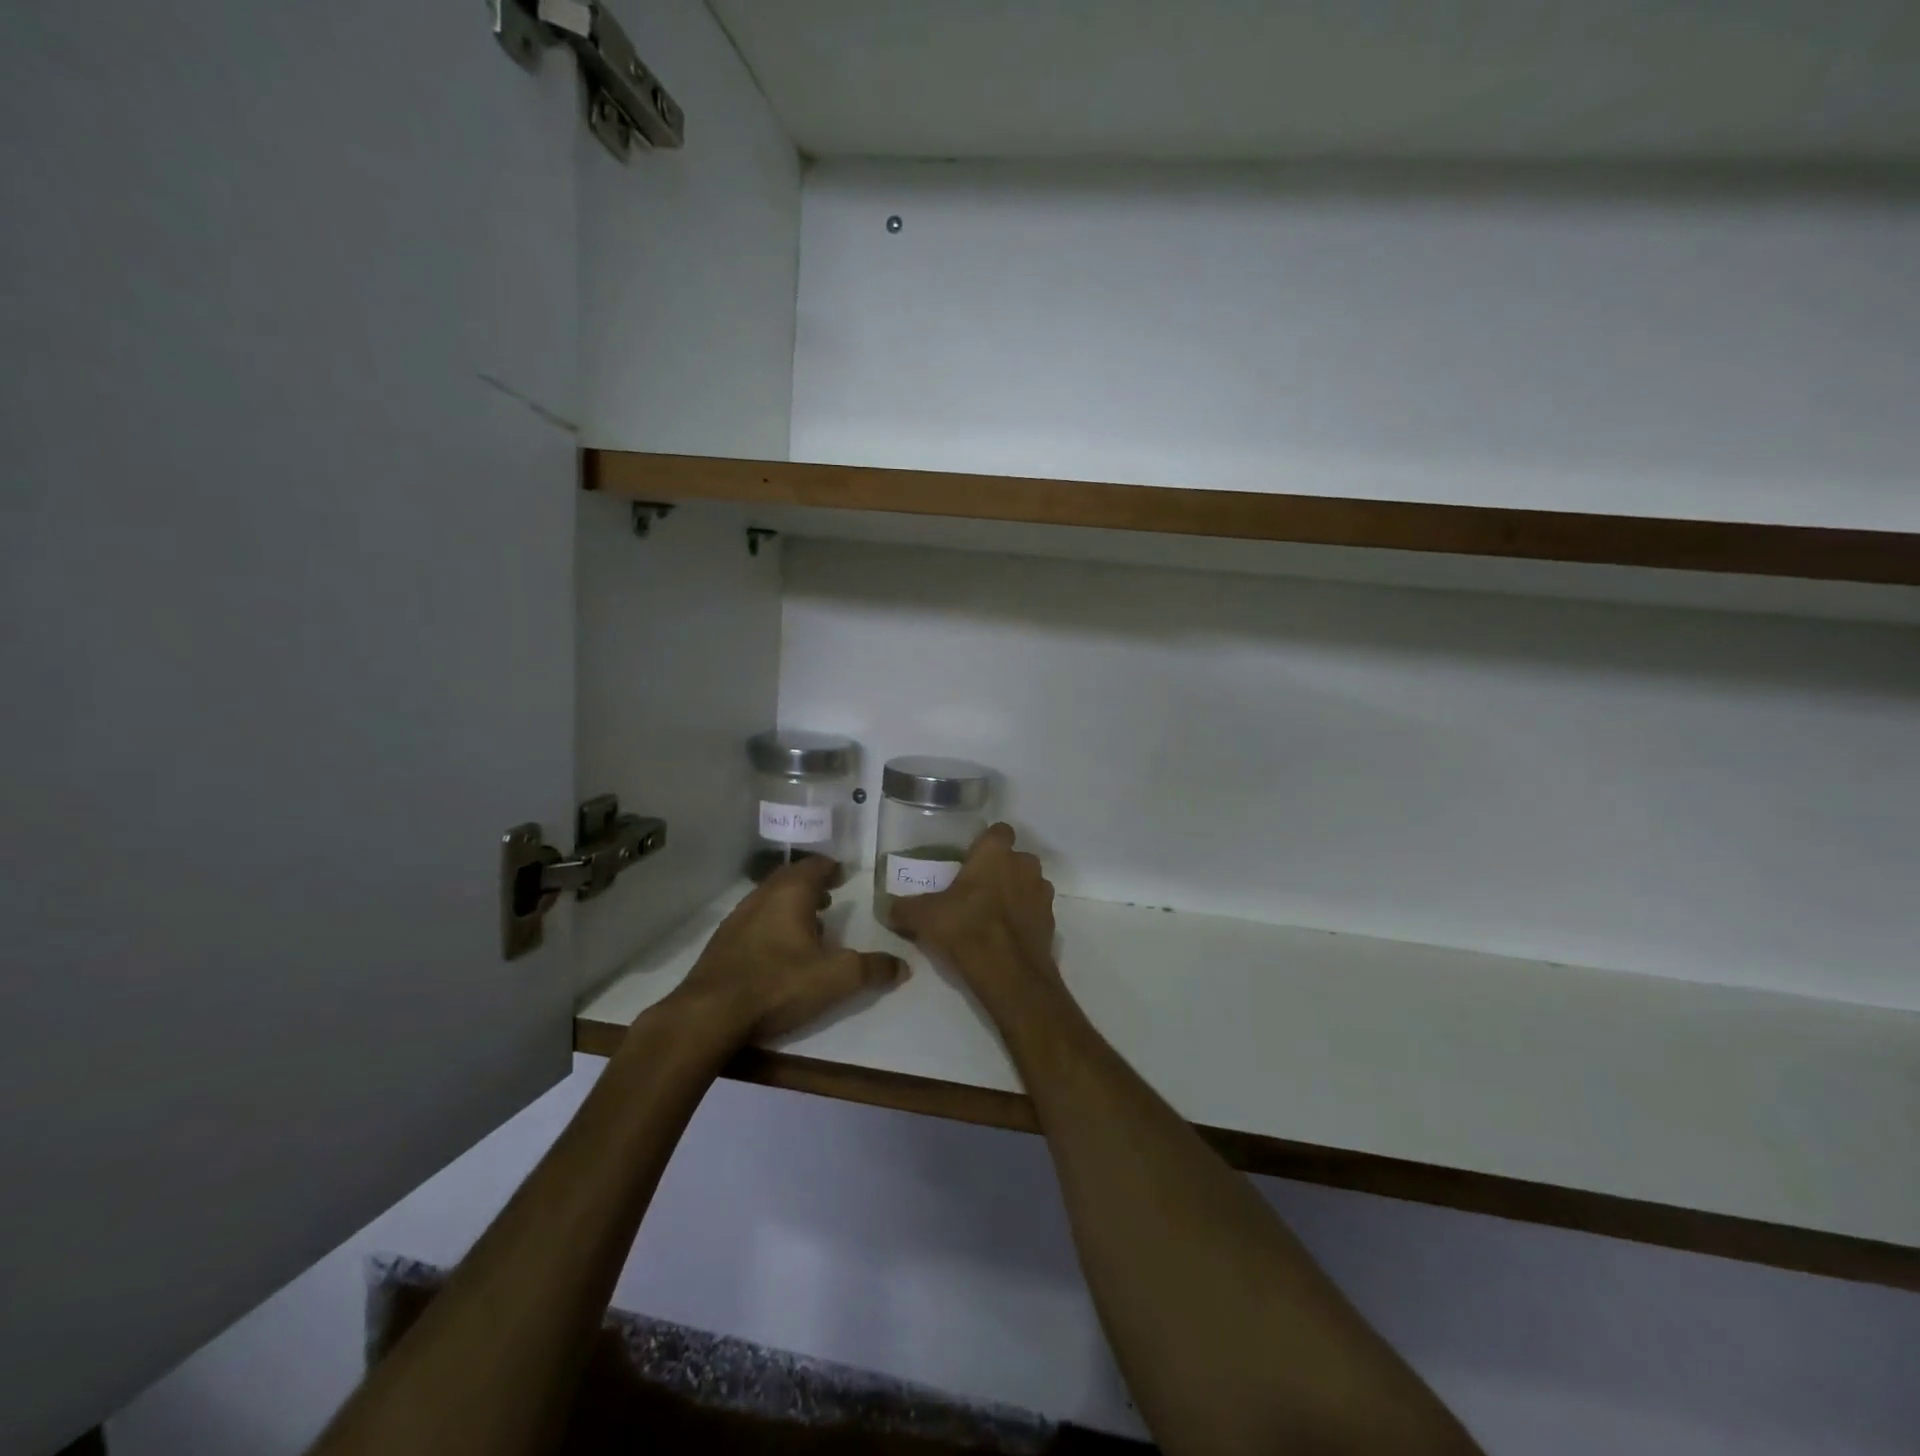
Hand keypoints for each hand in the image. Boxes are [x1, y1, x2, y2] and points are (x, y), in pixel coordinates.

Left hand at [674, 856, 906, 1043]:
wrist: (709, 1014)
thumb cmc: (778, 985)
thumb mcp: (835, 978)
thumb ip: (872, 969)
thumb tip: (902, 966)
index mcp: (791, 894)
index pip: (815, 866)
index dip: (832, 867)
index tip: (844, 874)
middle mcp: (762, 896)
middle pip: (790, 878)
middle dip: (812, 883)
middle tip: (830, 895)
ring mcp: (738, 918)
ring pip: (770, 898)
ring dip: (791, 904)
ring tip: (810, 922)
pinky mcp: (723, 942)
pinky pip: (755, 919)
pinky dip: (773, 923)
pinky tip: (780, 949)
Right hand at [890, 824, 1061, 1016]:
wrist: (1009, 973)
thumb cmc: (966, 928)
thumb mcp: (924, 917)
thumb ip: (904, 907)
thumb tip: (886, 906)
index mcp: (996, 853)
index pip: (999, 831)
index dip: (986, 843)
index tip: (971, 860)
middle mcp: (1025, 865)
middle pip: (1014, 859)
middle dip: (1000, 870)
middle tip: (976, 891)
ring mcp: (1042, 893)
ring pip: (1028, 884)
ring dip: (1014, 893)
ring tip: (991, 915)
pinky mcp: (1051, 921)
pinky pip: (1035, 911)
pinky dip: (1023, 918)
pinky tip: (1005, 936)